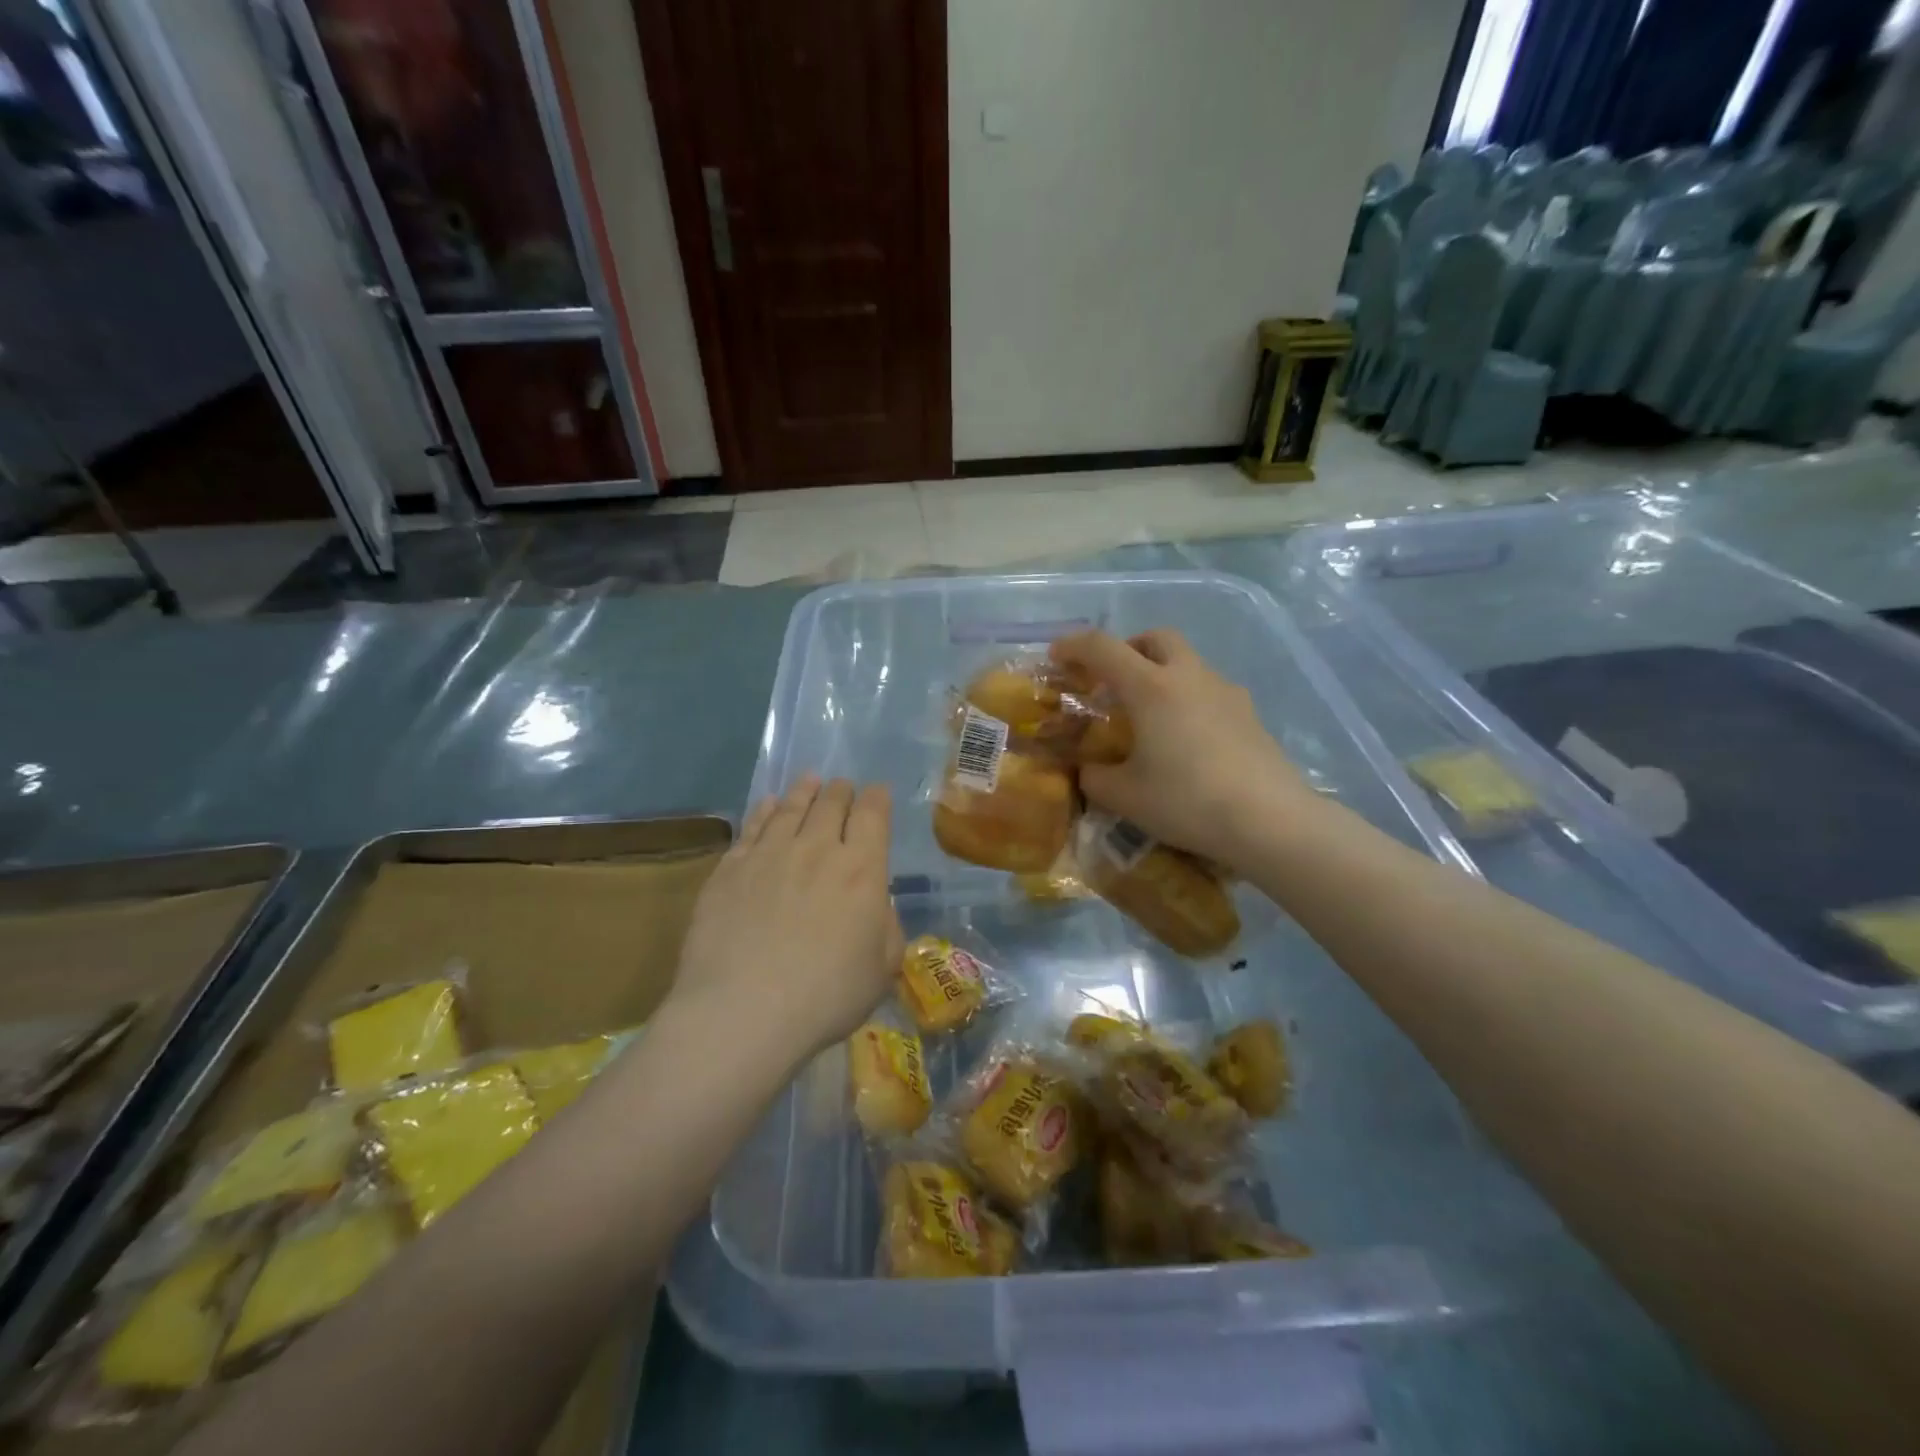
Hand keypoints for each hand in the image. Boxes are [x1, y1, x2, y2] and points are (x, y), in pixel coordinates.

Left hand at [671, 775, 901, 1068]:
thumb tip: (876, 905)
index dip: (877, 798)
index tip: (877, 792)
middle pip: (831, 803)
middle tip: (842, 786)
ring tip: (809, 781)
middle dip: (841, 790)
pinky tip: (768, 805)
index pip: (873, 815)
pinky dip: (765, 810)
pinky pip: (752, 827)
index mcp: (862, 870)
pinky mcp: (730, 868)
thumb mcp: (881, 969)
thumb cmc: (826, 996)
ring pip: (790, 808)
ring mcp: (769, 854)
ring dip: (804, 791)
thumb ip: (886, 928)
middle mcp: (817, 849)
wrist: (743, 1011)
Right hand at [1051, 629, 1318, 868]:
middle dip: (1127, 649)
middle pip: (1155, 638)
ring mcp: (1225, 691)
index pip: (1102, 648)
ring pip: (1186, 662)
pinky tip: (1186, 739)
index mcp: (1150, 687)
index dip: (1073, 646)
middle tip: (1111, 680)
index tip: (1056, 656)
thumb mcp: (1125, 796)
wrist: (1270, 820)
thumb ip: (1095, 777)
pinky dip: (1187, 699)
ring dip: (1161, 673)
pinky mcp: (1249, 714)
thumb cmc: (1187, 801)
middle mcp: (1188, 676)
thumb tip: (1089, 770)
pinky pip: (1209, 691)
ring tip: (1149, 716)